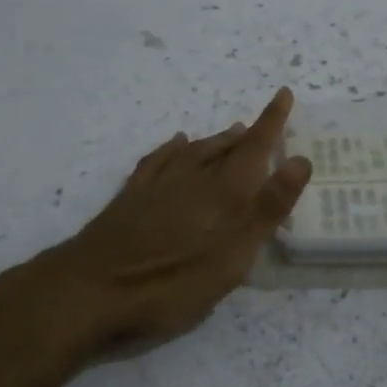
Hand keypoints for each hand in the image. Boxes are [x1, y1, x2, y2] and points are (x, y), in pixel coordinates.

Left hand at [30, 88, 310, 356]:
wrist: (87, 292)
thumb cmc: (169, 283)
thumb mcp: (230, 256)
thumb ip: (266, 209)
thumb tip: (300, 160)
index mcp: (221, 193)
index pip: (253, 148)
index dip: (271, 122)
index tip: (283, 94)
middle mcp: (190, 179)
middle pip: (224, 149)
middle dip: (246, 136)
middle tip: (262, 126)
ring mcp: (156, 187)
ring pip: (192, 152)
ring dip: (214, 141)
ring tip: (229, 133)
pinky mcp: (129, 199)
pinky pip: (157, 161)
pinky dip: (171, 149)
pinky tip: (175, 144)